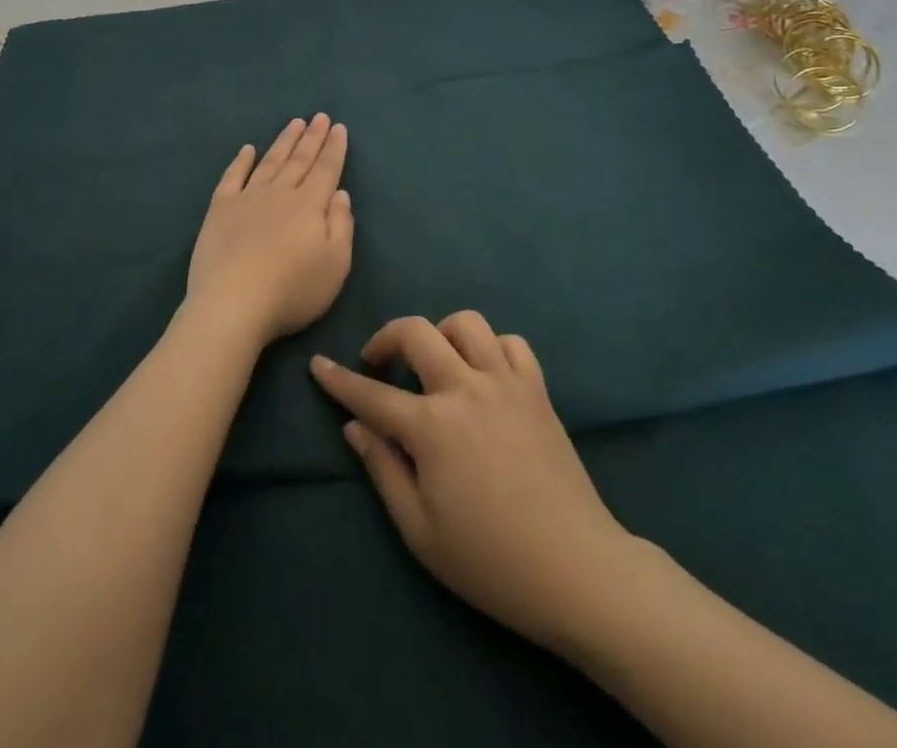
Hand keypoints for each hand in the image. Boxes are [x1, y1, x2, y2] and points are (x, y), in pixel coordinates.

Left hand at [185, 115, 353, 344]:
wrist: (233, 303)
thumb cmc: (292, 289)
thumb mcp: (335, 264)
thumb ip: (341, 225)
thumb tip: (339, 193)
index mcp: (309, 205)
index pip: (326, 170)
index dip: (334, 148)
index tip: (338, 127)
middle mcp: (279, 193)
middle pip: (299, 160)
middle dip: (312, 137)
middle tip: (319, 116)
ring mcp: (247, 198)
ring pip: (270, 162)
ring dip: (283, 142)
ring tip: (294, 123)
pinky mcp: (219, 209)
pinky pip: (232, 177)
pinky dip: (241, 161)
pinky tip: (247, 149)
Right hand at [311, 313, 636, 653]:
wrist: (578, 571)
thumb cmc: (491, 561)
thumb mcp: (420, 531)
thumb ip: (383, 470)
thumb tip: (354, 427)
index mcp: (431, 426)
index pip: (370, 394)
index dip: (338, 379)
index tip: (318, 364)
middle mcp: (465, 388)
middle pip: (415, 332)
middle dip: (386, 338)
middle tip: (379, 364)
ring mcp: (506, 383)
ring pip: (465, 324)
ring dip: (441, 334)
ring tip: (436, 364)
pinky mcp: (537, 390)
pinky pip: (511, 343)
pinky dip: (491, 348)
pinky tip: (484, 375)